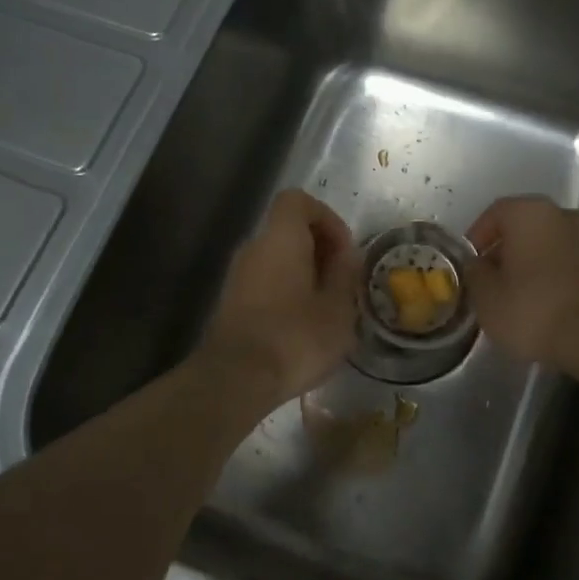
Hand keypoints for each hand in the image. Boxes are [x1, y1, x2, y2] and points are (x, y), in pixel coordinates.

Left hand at [199, 189, 359, 405]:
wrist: (236, 379)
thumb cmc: (295, 336)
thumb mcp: (338, 307)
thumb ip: (345, 274)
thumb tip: (347, 255)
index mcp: (280, 237)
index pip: (297, 200)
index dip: (326, 217)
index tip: (344, 250)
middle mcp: (254, 248)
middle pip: (288, 230)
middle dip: (319, 249)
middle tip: (342, 282)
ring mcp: (237, 276)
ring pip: (277, 258)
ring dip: (304, 274)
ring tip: (327, 308)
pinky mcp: (231, 303)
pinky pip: (265, 282)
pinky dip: (287, 292)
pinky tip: (303, 326)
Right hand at [465, 196, 578, 369]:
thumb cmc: (534, 309)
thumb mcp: (487, 297)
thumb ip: (475, 273)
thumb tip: (476, 265)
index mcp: (529, 213)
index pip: (495, 213)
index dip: (477, 237)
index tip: (470, 263)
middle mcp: (563, 214)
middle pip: (524, 227)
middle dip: (505, 250)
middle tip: (491, 280)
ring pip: (548, 244)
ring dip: (531, 263)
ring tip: (517, 296)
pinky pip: (569, 262)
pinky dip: (554, 276)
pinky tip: (546, 304)